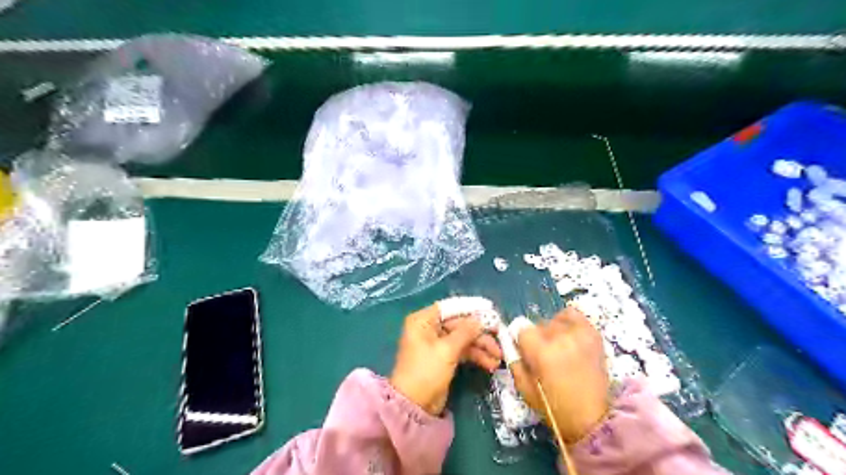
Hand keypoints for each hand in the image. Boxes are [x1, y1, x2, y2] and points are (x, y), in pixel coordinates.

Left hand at [390, 305, 499, 413]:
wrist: (414, 406)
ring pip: (463, 339)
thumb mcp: (447, 350)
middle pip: (459, 324)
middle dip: (480, 333)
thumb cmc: (426, 371)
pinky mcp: (443, 358)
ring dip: (481, 347)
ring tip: (498, 357)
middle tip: (500, 338)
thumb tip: (481, 319)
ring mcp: (437, 344)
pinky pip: (462, 351)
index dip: (470, 309)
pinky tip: (490, 364)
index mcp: (423, 321)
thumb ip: (465, 332)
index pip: (450, 308)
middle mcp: (429, 328)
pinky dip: (475, 356)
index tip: (490, 311)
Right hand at [508, 307, 608, 442]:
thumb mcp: (524, 387)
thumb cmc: (554, 407)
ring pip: (554, 320)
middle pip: (538, 325)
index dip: (522, 342)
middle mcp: (560, 338)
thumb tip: (512, 344)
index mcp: (541, 352)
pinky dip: (567, 321)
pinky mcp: (592, 335)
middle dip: (537, 339)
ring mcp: (578, 334)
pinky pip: (573, 315)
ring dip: (552, 331)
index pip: (522, 330)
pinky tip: (568, 335)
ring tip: (558, 347)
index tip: (527, 354)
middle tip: (544, 356)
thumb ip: (515, 361)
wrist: (591, 419)